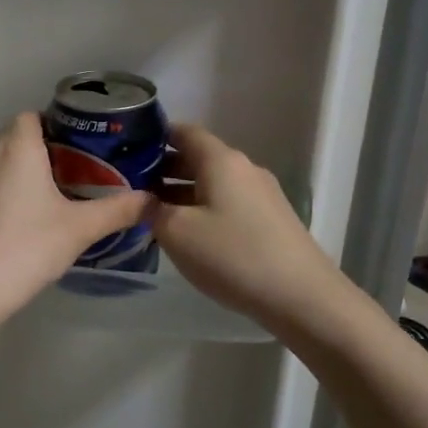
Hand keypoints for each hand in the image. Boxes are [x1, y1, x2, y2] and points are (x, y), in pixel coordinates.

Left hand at [0, 112, 149, 320]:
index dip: (58, 126)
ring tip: (49, 200)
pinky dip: (0, 195)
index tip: (82, 149)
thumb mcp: (80, 229)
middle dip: (42, 151)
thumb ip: (119, 210)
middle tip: (74, 176)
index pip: (33, 116)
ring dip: (19, 174)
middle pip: (15, 138)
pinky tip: (18, 225)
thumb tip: (154, 200)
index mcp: (16, 146)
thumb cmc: (25, 247)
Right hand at [151, 123, 347, 330]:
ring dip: (182, 193)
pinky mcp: (271, 219)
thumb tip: (141, 198)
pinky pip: (228, 203)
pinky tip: (189, 236)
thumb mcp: (177, 232)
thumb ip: (151, 210)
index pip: (183, 131)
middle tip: (131, 189)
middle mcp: (244, 168)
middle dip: (163, 170)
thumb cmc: (232, 255)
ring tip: (154, 216)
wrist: (301, 295)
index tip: (126, 152)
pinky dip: (204, 209)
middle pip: (198, 158)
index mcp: (220, 160)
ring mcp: (262, 194)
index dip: (154, 137)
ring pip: (212, 183)